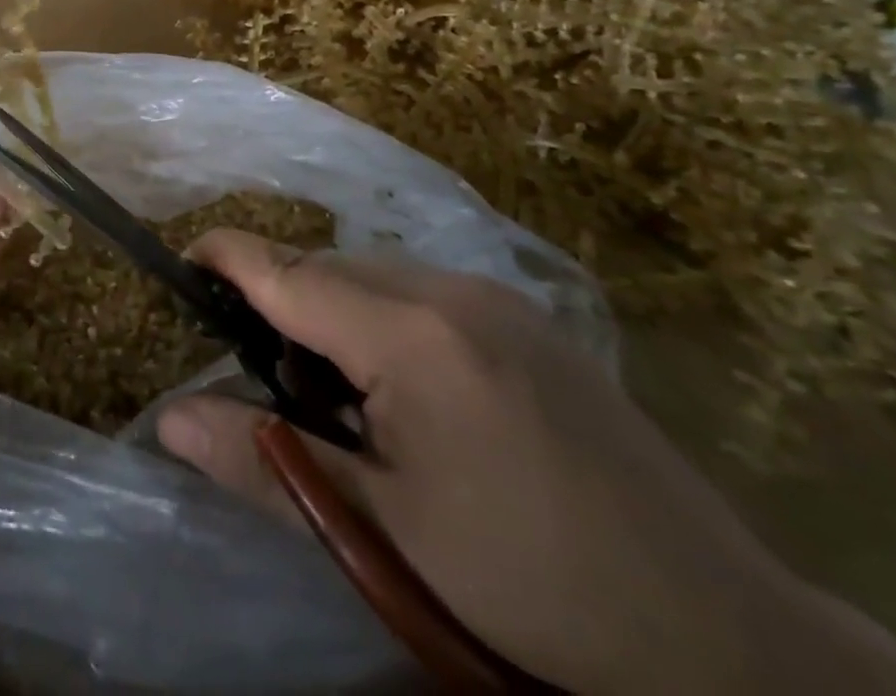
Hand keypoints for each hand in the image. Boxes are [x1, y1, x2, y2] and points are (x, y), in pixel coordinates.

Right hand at [158, 234, 895, 695]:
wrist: (725, 637)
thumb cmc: (531, 587)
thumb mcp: (385, 533)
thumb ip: (267, 463)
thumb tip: (170, 419)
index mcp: (411, 336)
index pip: (287, 272)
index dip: (226, 258)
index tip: (182, 262)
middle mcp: (452, 290)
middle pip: (328, 269)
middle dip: (281, 304)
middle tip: (272, 382)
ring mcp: (498, 298)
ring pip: (375, 276)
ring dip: (335, 314)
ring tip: (343, 400)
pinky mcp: (528, 318)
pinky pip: (423, 291)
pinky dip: (384, 320)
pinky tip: (408, 395)